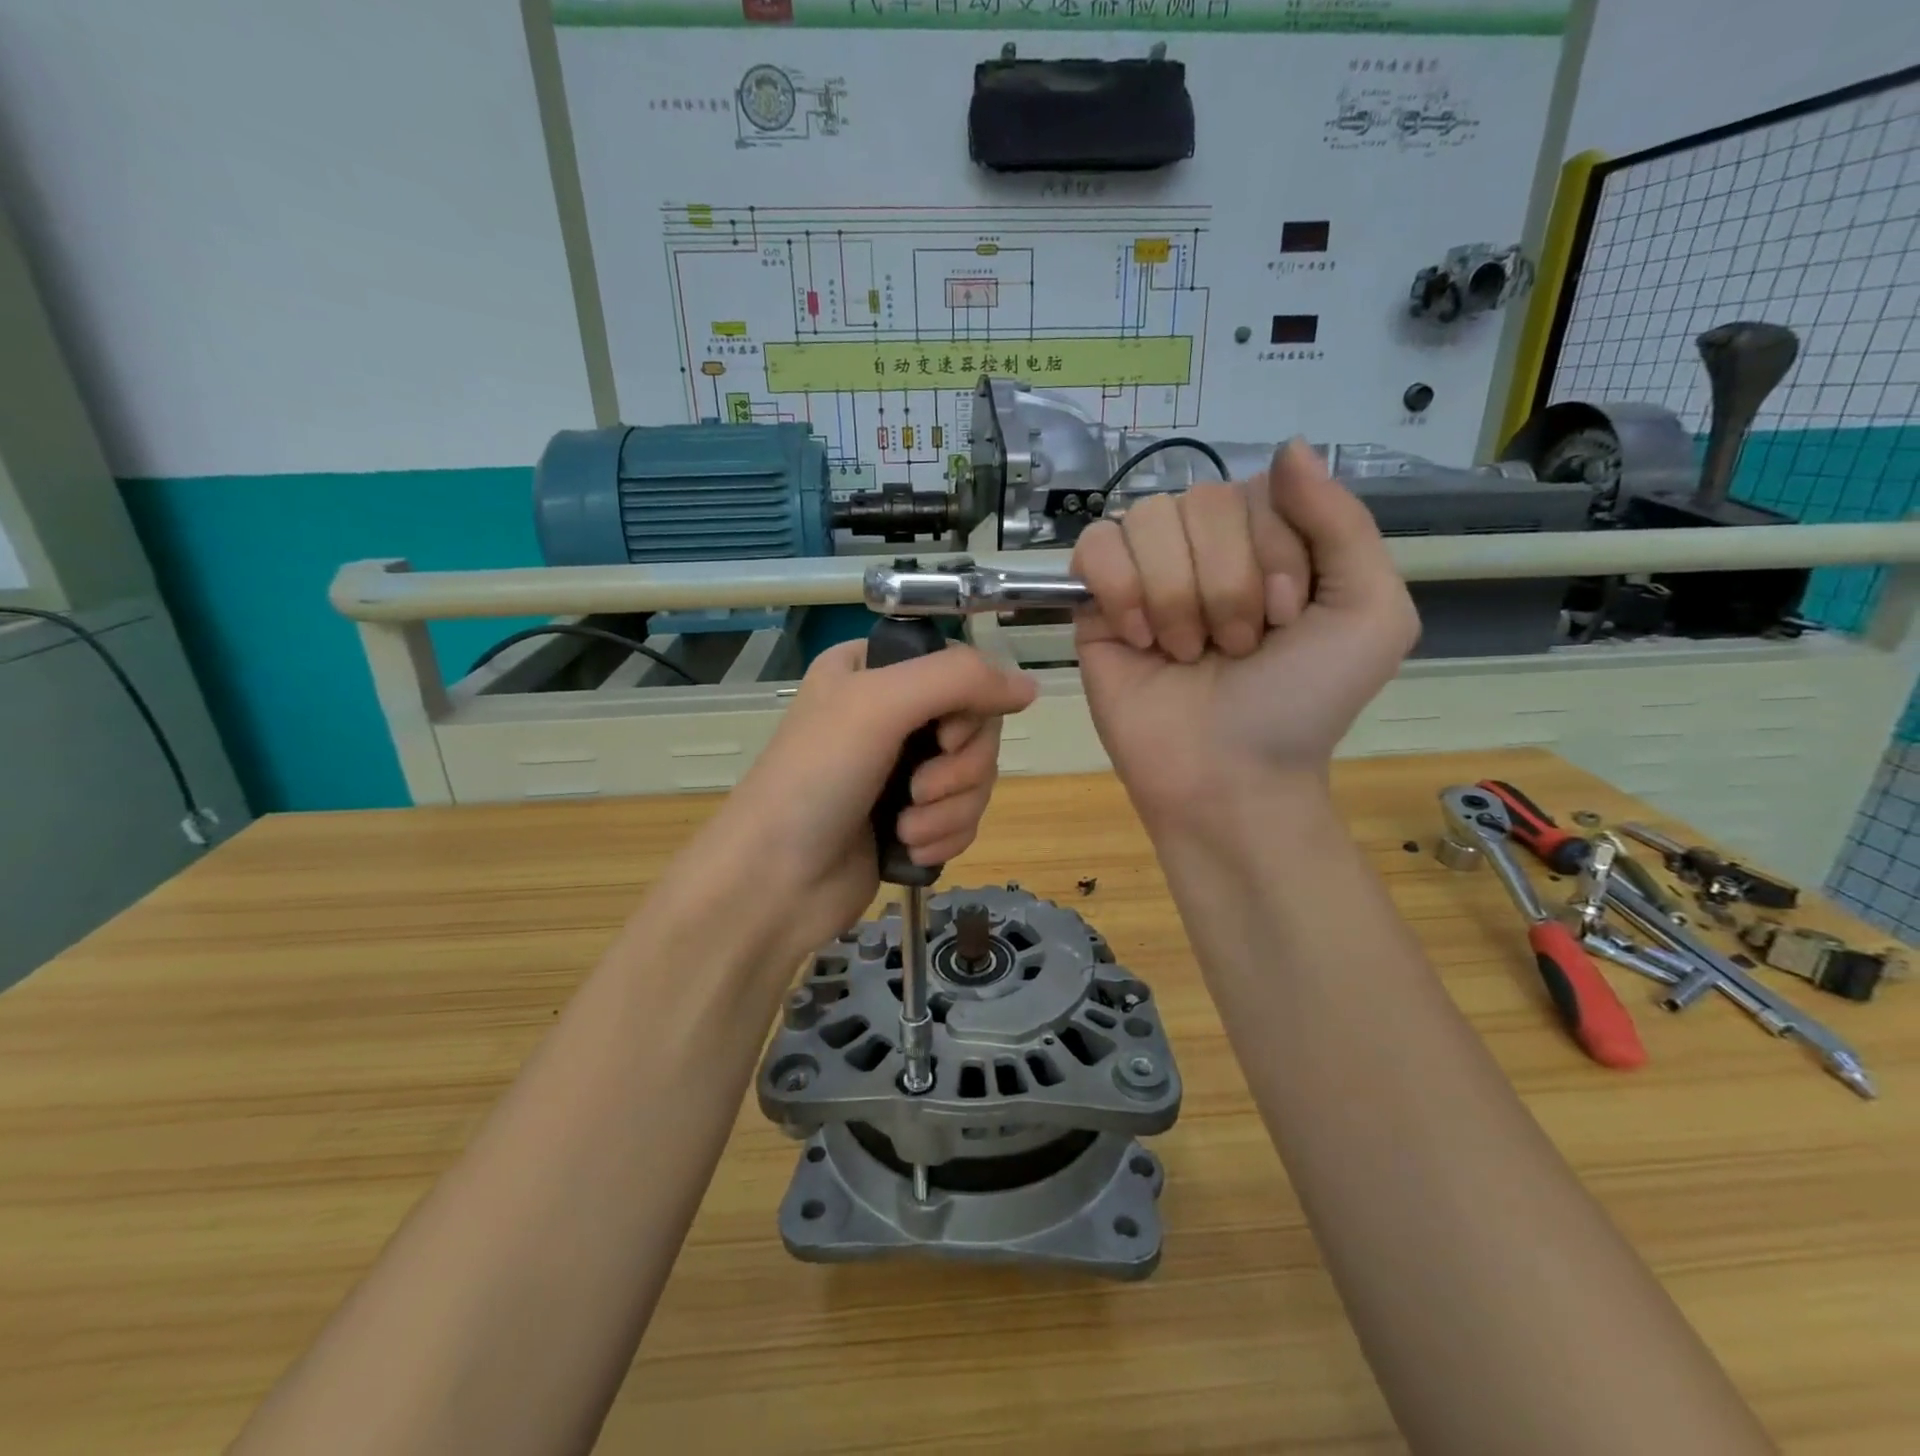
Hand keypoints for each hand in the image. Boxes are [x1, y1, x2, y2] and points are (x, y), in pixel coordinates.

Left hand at [696, 639, 1035, 951]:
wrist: (774, 882)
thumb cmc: (816, 779)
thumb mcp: (878, 705)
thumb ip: (959, 680)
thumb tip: (1031, 687)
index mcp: (875, 671)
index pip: (961, 670)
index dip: (969, 707)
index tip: (943, 737)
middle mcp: (891, 714)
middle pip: (977, 728)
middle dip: (958, 770)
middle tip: (917, 790)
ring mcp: (902, 770)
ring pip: (976, 778)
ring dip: (949, 810)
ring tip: (905, 829)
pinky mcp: (912, 818)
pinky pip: (965, 816)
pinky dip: (944, 836)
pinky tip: (909, 850)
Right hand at [1072, 439, 1418, 831]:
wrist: (1227, 777)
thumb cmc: (1302, 704)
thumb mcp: (1368, 614)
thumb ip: (1342, 522)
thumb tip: (1289, 447)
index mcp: (1271, 542)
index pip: (1259, 488)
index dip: (1273, 552)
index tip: (1283, 620)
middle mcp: (1206, 549)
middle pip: (1201, 501)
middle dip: (1226, 584)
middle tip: (1235, 648)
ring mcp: (1147, 575)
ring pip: (1147, 520)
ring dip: (1176, 596)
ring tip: (1186, 654)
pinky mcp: (1096, 605)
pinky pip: (1094, 546)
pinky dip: (1120, 589)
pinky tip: (1139, 637)